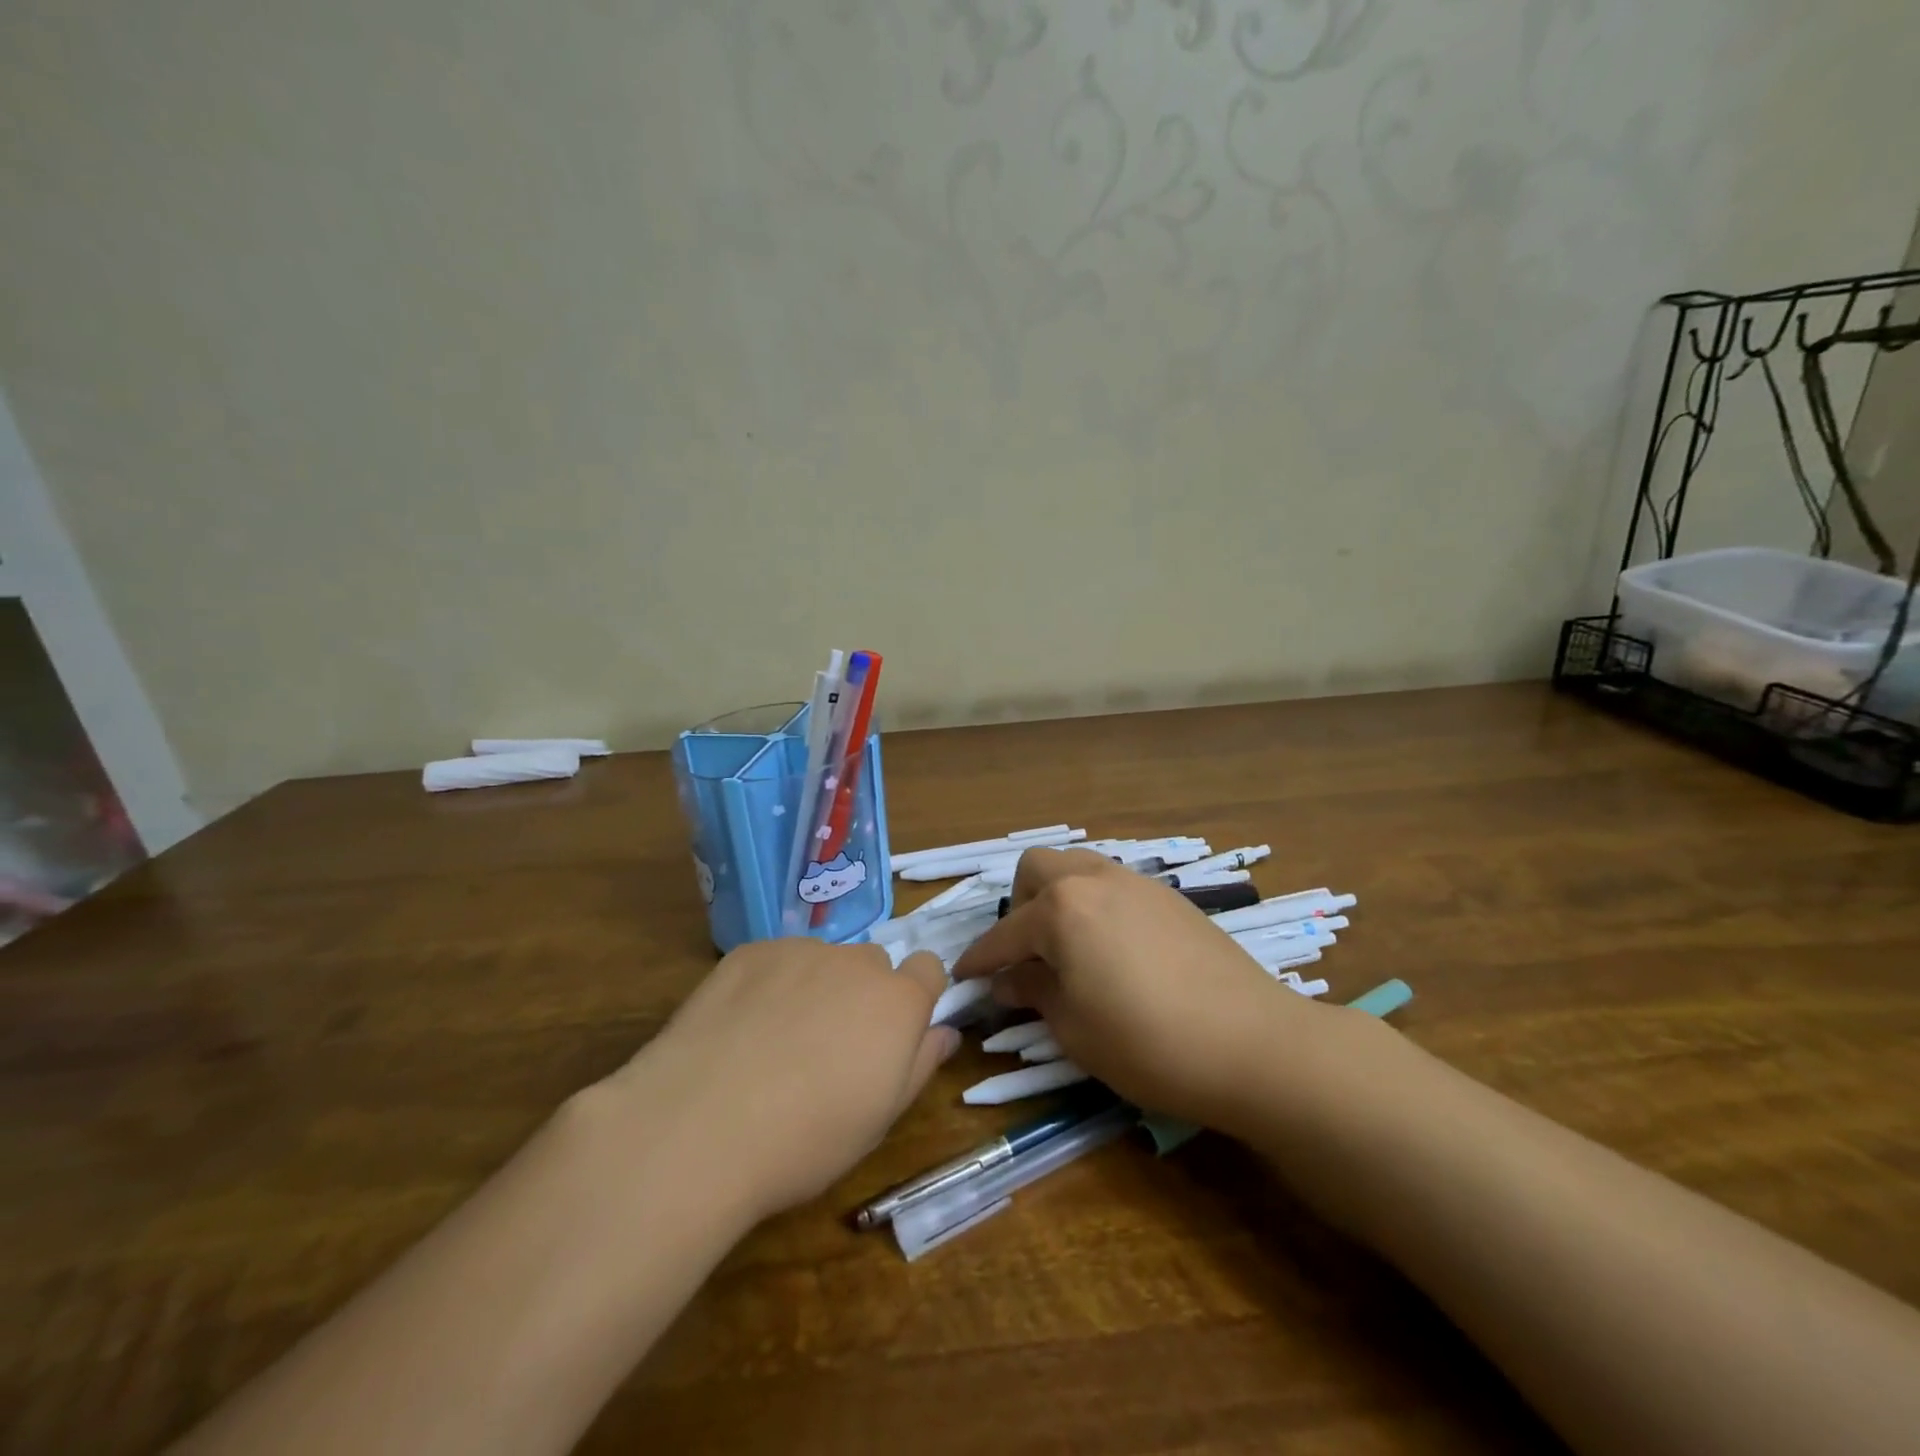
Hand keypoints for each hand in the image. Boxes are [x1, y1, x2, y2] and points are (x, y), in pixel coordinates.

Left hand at [606, 939, 957, 1223]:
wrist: (700, 1127)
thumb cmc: (806, 1138)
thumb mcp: (880, 1119)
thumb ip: (921, 1065)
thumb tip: (945, 1032)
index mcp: (897, 1001)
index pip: (928, 968)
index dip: (916, 996)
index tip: (893, 1032)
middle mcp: (855, 962)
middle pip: (872, 965)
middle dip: (862, 995)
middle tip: (829, 1047)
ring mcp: (800, 950)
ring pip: (822, 961)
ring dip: (814, 987)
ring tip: (774, 1042)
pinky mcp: (749, 952)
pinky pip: (775, 960)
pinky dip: (768, 985)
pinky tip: (739, 1029)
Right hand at [951, 849, 1328, 1131]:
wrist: (1253, 1044)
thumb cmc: (1147, 1042)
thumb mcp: (1074, 1028)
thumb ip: (1033, 993)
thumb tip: (1007, 980)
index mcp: (1062, 909)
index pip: (1005, 932)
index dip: (980, 958)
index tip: (964, 978)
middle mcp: (1095, 880)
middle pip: (1038, 869)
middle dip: (1018, 905)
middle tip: (1023, 953)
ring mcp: (1137, 883)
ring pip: (1079, 868)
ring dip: (1058, 897)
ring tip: (1065, 947)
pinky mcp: (1170, 898)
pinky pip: (1113, 885)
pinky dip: (1094, 905)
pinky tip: (1110, 949)